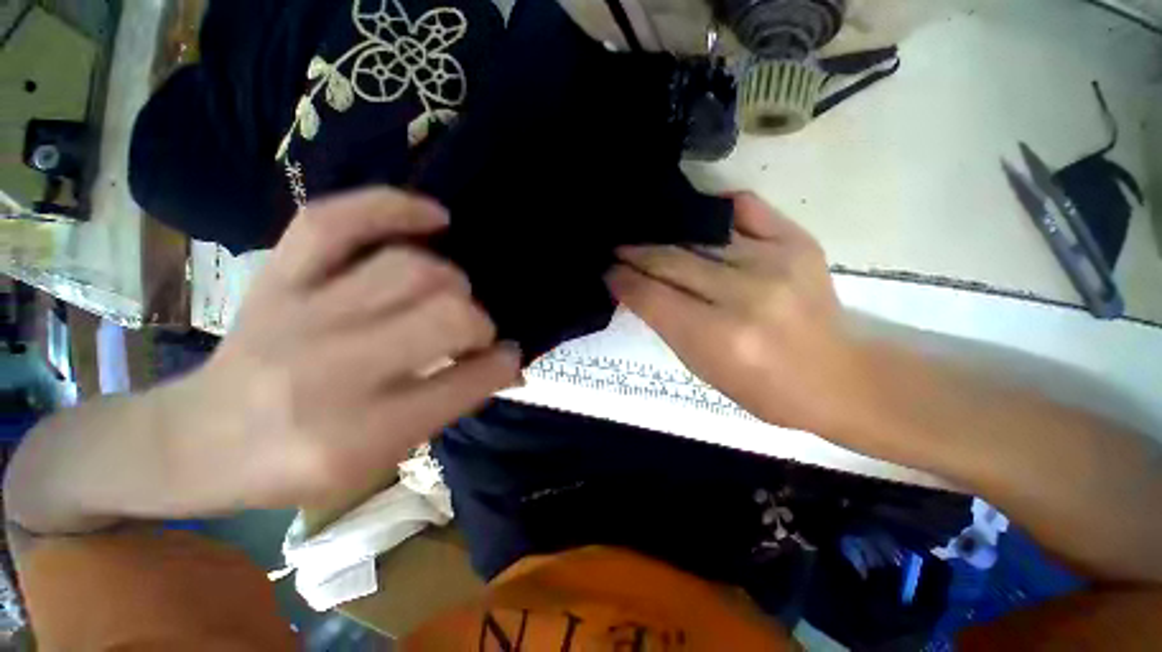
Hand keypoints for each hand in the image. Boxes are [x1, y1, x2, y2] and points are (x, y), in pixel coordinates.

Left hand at [182, 189, 519, 507]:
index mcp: (362, 432)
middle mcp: (333, 368)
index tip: (509, 355)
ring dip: (451, 281)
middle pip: (444, 315)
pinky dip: (394, 208)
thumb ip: (449, 404)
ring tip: (451, 293)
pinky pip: (337, 221)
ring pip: (409, 269)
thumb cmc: (296, 466)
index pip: (464, 382)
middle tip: (474, 332)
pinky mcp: (276, 277)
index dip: (501, 363)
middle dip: (479, 322)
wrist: (196, 443)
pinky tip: (435, 216)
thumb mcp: (382, 457)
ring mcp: (300, 314)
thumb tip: (506, 365)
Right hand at [606, 194, 877, 445]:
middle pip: (670, 261)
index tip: (607, 271)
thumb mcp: (701, 368)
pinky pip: (745, 208)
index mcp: (718, 337)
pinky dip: (713, 210)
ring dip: (663, 234)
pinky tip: (694, 217)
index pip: (652, 297)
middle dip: (634, 253)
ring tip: (644, 233)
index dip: (623, 281)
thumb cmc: (761, 388)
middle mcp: (744, 294)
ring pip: (698, 235)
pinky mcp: (797, 242)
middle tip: (616, 248)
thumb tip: (637, 291)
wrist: (836, 378)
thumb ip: (667, 325)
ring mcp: (775, 261)